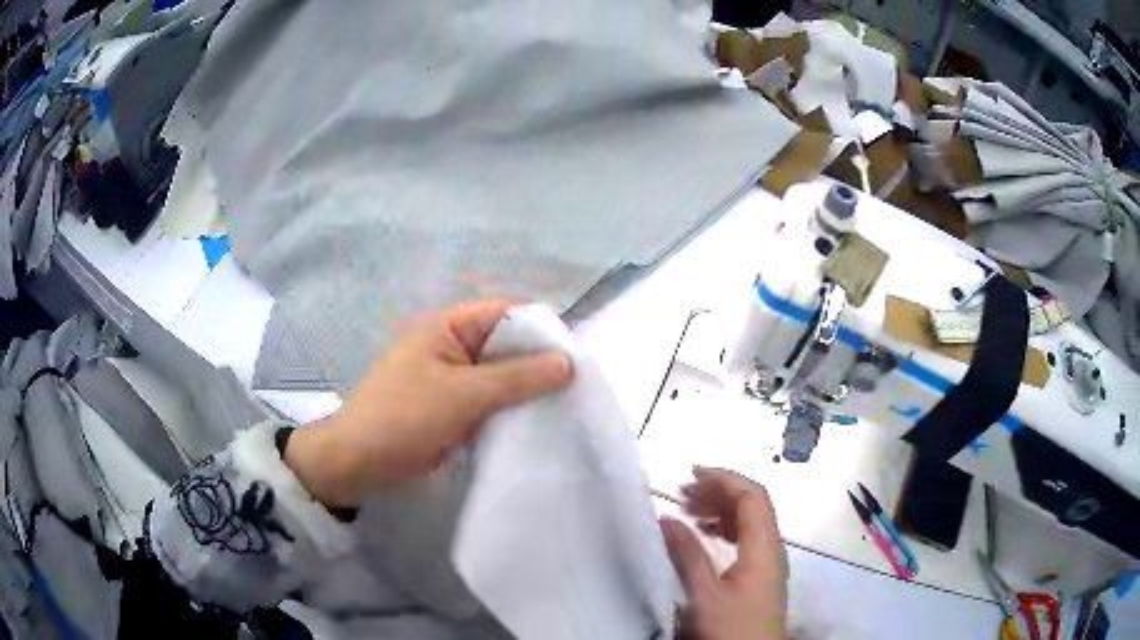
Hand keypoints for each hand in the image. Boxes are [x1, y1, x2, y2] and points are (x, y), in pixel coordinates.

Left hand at [285, 299, 573, 507]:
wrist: (359, 463)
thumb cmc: (404, 417)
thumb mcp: (463, 394)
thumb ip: (517, 378)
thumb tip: (569, 363)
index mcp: (448, 327)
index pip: (506, 312)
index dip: (541, 328)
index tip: (577, 355)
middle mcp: (453, 347)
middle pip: (507, 345)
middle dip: (539, 363)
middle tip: (579, 385)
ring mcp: (454, 380)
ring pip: (502, 377)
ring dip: (528, 390)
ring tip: (568, 405)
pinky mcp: (454, 409)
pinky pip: (492, 402)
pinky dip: (512, 410)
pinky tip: (540, 423)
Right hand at [660, 467, 787, 639]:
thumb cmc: (732, 628)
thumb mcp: (704, 595)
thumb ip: (687, 556)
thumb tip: (666, 519)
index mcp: (764, 546)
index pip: (751, 497)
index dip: (724, 479)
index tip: (691, 473)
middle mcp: (770, 548)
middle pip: (751, 506)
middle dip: (718, 492)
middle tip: (682, 492)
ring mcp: (767, 562)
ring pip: (748, 522)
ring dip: (720, 510)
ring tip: (688, 509)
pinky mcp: (760, 576)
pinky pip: (745, 538)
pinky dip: (723, 528)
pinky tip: (704, 534)